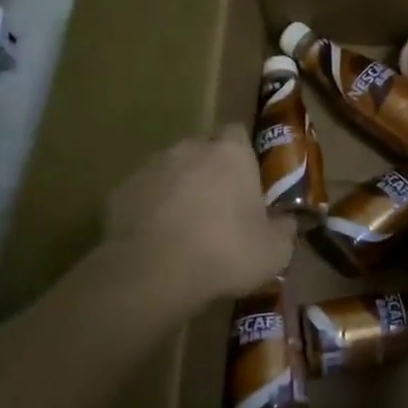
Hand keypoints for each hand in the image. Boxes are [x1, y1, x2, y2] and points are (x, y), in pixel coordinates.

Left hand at [103, 126, 295, 306]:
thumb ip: (284, 229)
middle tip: (221, 209)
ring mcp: (150, 168)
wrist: (153, 274)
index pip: (238, 133)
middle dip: (211, 173)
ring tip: (186, 229)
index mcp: (231, 153)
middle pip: (203, 151)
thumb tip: (287, 223)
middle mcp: (189, 149)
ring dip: (180, 190)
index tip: (249, 183)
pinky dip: (151, 211)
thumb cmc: (225, 253)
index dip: (244, 156)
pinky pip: (144, 196)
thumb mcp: (275, 251)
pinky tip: (158, 241)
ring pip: (171, 172)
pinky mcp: (119, 192)